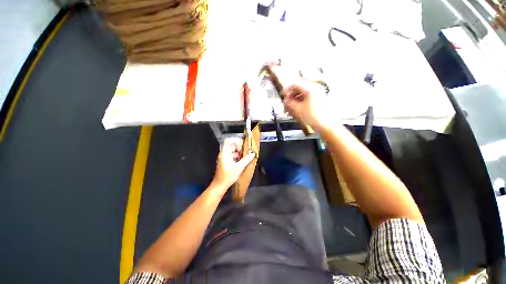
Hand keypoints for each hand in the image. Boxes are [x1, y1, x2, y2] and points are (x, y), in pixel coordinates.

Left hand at [212, 138, 254, 189]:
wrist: (219, 185)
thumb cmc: (227, 176)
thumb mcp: (239, 168)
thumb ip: (246, 160)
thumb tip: (252, 154)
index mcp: (225, 153)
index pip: (228, 141)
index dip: (235, 140)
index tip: (242, 144)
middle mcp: (223, 154)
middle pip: (231, 146)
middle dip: (239, 148)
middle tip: (245, 152)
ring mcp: (223, 158)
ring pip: (231, 151)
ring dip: (238, 153)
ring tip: (244, 158)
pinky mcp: (224, 162)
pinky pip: (230, 156)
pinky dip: (236, 157)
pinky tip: (240, 162)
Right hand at [283, 81, 329, 131]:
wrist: (326, 125)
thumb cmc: (312, 117)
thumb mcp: (297, 109)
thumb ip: (289, 103)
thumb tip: (285, 100)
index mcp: (310, 89)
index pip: (295, 84)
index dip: (287, 90)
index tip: (283, 96)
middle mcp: (314, 89)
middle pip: (299, 90)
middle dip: (291, 97)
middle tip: (286, 105)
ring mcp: (317, 95)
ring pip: (302, 95)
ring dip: (295, 101)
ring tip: (290, 110)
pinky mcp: (319, 101)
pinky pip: (306, 99)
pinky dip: (300, 103)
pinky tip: (297, 111)